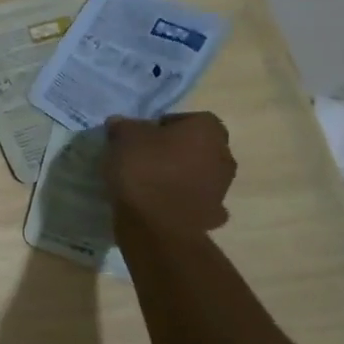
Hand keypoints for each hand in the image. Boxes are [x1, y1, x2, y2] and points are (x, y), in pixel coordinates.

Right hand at [104, 112, 236, 231]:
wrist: (155, 225)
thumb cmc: (143, 169)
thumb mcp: (123, 137)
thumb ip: (123, 126)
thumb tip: (120, 124)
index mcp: (207, 130)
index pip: (188, 119)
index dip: (164, 126)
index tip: (143, 137)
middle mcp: (223, 156)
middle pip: (197, 147)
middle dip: (176, 151)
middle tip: (147, 158)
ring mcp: (222, 189)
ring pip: (199, 175)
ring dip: (181, 177)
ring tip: (150, 184)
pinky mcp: (213, 216)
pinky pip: (196, 202)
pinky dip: (183, 203)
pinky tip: (161, 206)